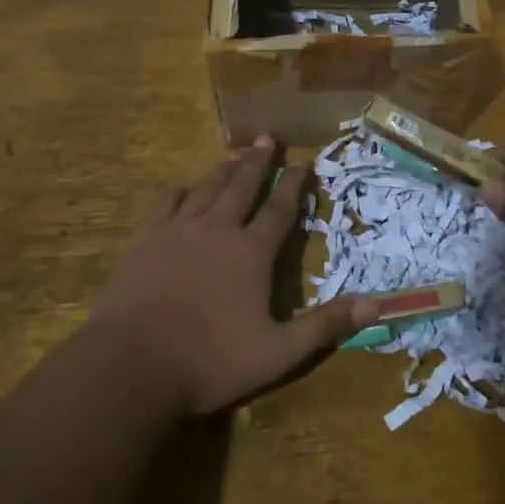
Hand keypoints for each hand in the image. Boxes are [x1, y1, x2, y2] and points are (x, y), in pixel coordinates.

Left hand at [86, 138, 375, 416]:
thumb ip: (324, 326)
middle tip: (268, 138)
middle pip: (243, 186)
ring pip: (206, 189)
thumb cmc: (209, 361)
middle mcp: (218, 230)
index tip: (304, 162)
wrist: (130, 365)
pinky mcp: (144, 240)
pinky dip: (180, 190)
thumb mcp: (278, 353)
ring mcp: (177, 231)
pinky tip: (184, 188)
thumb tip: (374, 304)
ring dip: (224, 169)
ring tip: (235, 153)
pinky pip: (166, 203)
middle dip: (258, 162)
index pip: (280, 209)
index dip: (294, 185)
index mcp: (251, 253)